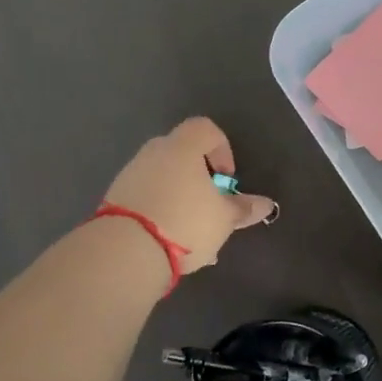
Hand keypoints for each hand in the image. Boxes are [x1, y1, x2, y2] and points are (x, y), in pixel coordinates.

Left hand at [102, 117, 276, 277]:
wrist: (124, 251)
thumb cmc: (185, 222)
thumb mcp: (224, 218)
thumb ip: (244, 208)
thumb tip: (267, 204)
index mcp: (183, 146)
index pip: (206, 129)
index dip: (222, 149)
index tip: (227, 179)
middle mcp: (154, 152)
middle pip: (183, 154)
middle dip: (200, 179)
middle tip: (211, 206)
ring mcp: (130, 175)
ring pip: (164, 180)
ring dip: (180, 199)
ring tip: (192, 236)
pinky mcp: (113, 199)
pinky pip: (146, 198)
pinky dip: (160, 213)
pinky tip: (169, 245)